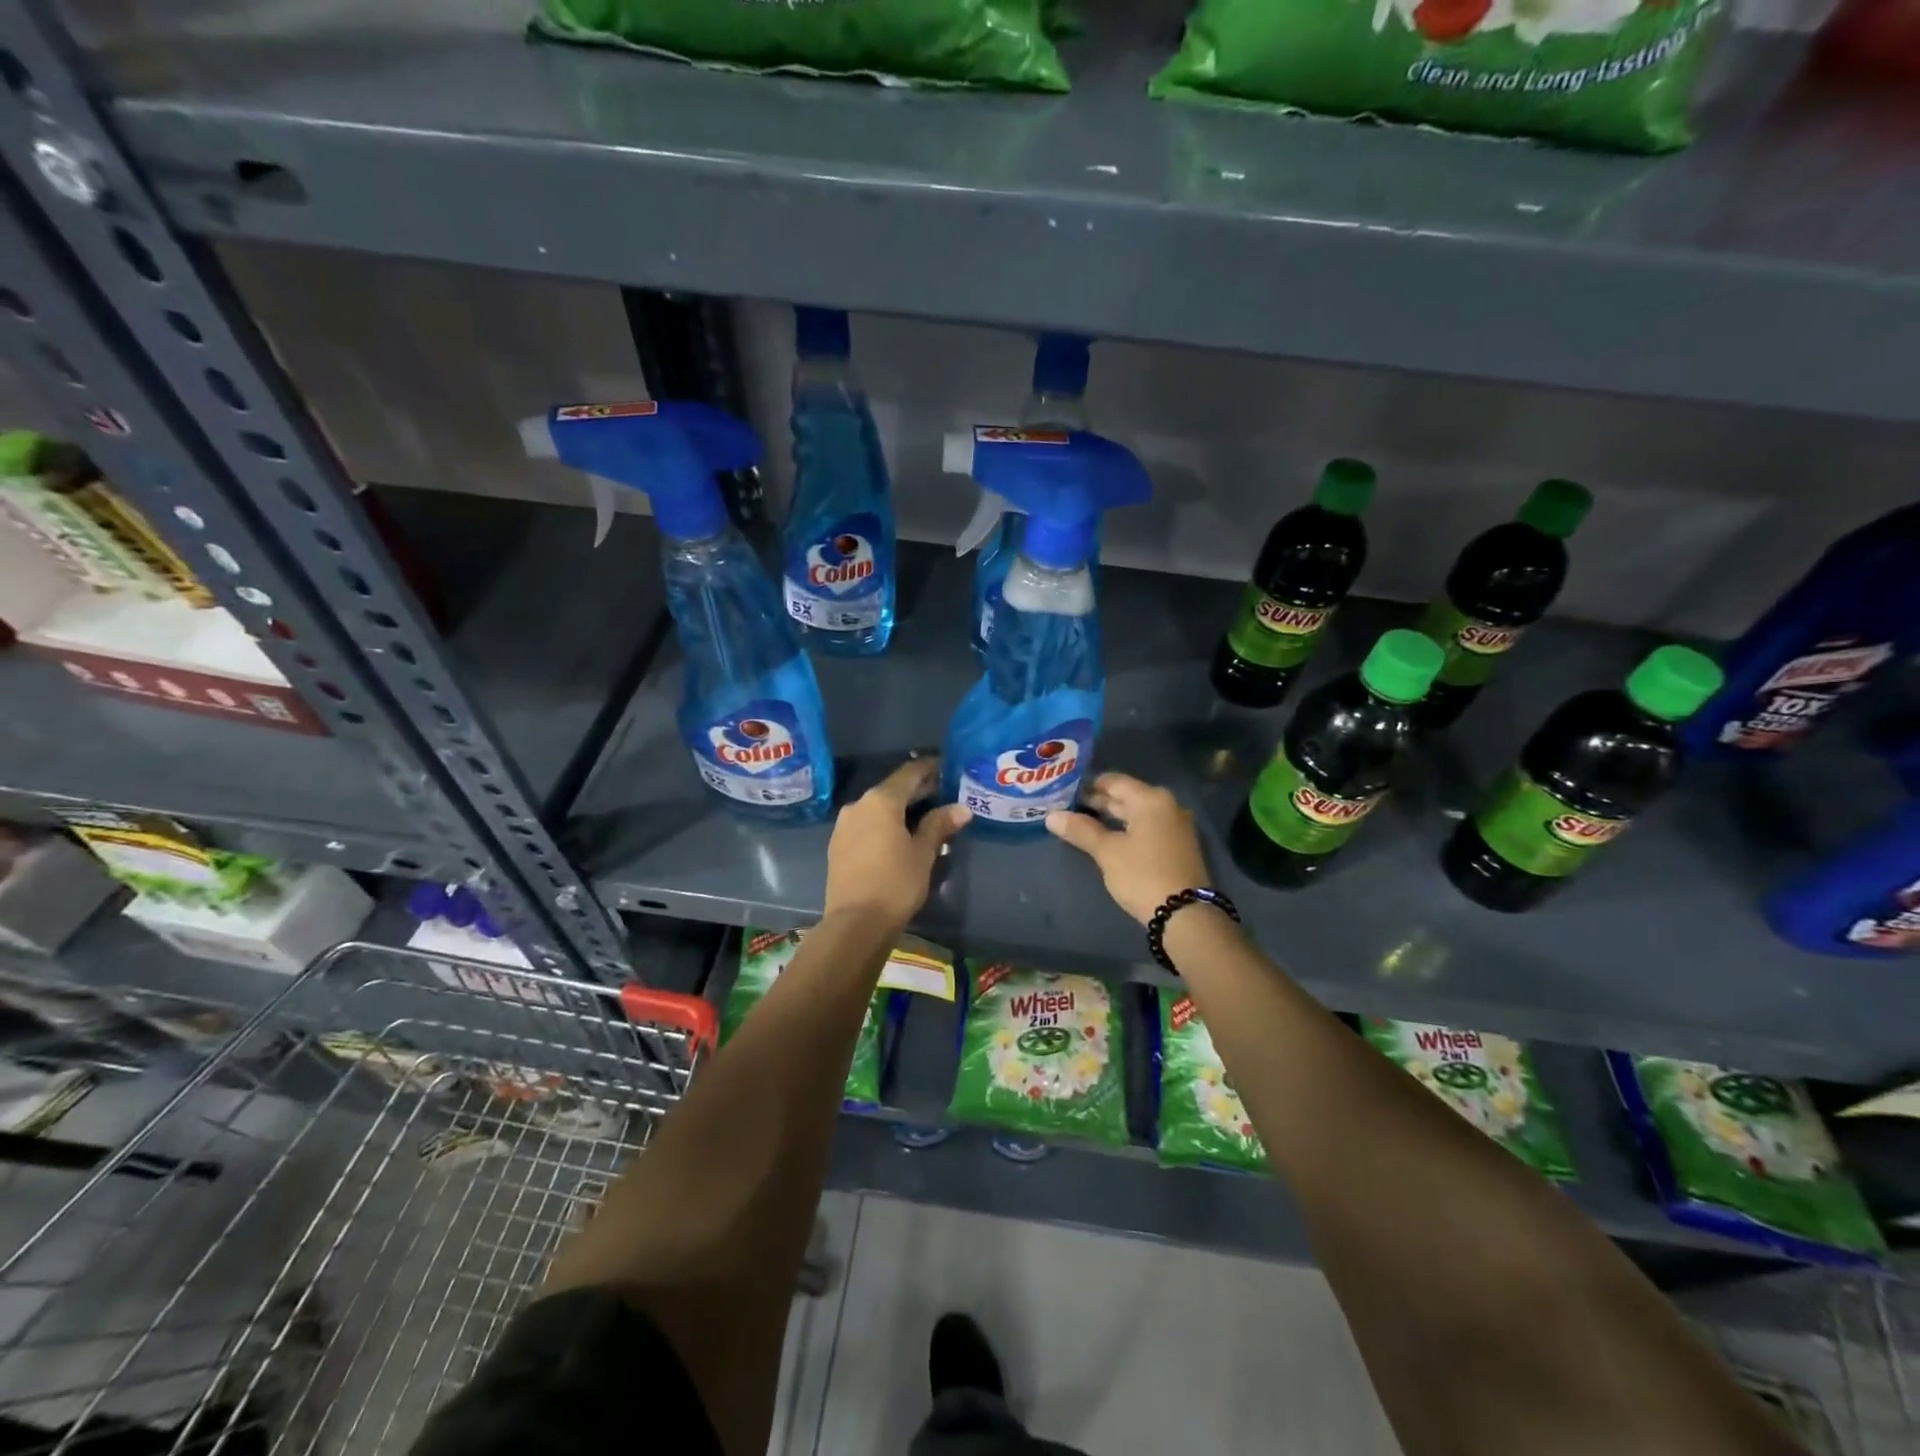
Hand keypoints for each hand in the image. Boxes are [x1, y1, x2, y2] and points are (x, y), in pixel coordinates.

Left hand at [823, 757, 970, 929]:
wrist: (855, 923)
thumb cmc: (896, 883)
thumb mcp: (923, 853)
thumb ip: (939, 825)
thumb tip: (962, 808)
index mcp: (881, 800)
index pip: (909, 773)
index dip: (930, 768)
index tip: (947, 767)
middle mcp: (859, 805)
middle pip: (892, 789)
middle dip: (917, 790)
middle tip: (943, 793)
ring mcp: (844, 825)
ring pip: (878, 807)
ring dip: (900, 808)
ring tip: (924, 816)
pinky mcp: (838, 844)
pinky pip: (866, 823)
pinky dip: (884, 823)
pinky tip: (899, 835)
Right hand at [1046, 773, 1211, 925]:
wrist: (1185, 915)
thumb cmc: (1143, 875)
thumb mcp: (1107, 852)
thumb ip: (1081, 830)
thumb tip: (1052, 816)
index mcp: (1151, 799)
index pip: (1113, 781)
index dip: (1088, 785)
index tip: (1065, 792)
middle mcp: (1167, 806)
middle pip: (1126, 797)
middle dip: (1098, 802)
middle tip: (1068, 809)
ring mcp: (1175, 826)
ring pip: (1136, 814)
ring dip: (1111, 818)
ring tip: (1082, 824)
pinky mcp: (1177, 846)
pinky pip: (1147, 828)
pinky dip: (1127, 830)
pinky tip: (1108, 840)